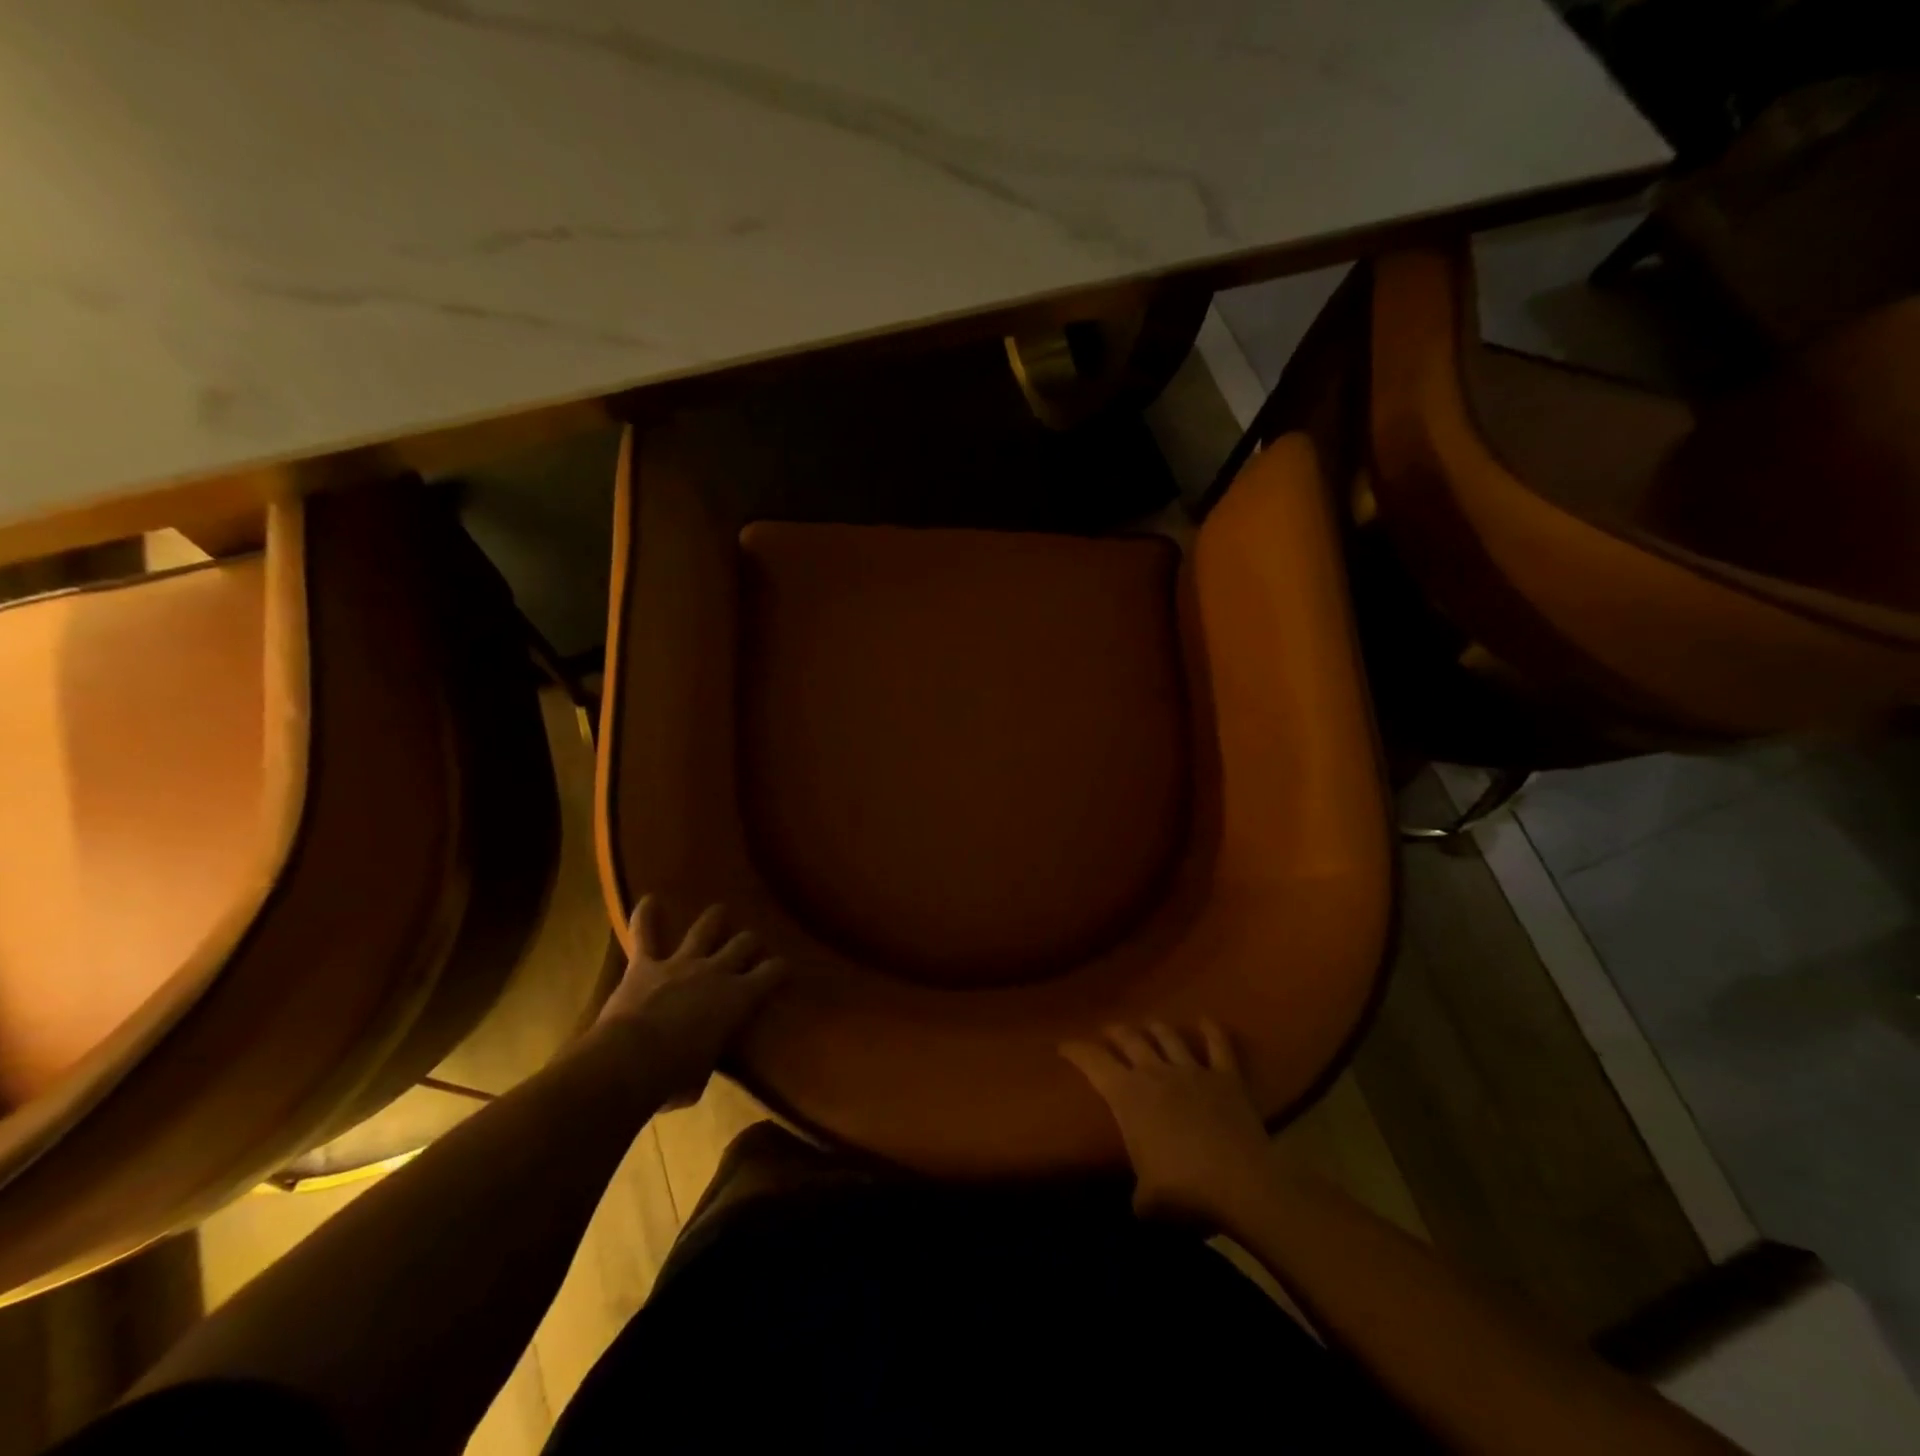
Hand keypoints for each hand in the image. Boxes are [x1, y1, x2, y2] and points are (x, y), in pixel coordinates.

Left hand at [593, 898, 786, 1107]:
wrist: (630, 1061)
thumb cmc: (673, 1078)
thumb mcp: (702, 1074)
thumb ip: (706, 1055)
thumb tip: (699, 1059)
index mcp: (738, 998)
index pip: (773, 973)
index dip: (781, 968)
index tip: (784, 968)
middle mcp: (716, 971)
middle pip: (744, 943)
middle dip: (750, 942)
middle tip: (750, 946)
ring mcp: (681, 963)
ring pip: (706, 928)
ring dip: (714, 919)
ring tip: (719, 913)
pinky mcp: (646, 965)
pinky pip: (645, 933)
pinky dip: (646, 916)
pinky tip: (649, 900)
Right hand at [1062, 1019, 1275, 1225]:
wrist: (1241, 1186)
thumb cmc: (1184, 1191)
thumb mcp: (1147, 1200)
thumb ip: (1139, 1192)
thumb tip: (1141, 1201)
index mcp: (1128, 1095)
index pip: (1092, 1062)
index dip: (1076, 1051)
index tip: (1064, 1046)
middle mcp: (1155, 1072)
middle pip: (1129, 1039)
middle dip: (1115, 1032)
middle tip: (1108, 1032)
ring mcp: (1193, 1070)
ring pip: (1168, 1036)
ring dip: (1155, 1028)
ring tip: (1148, 1026)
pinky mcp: (1226, 1078)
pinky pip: (1218, 1046)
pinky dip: (1212, 1031)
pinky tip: (1206, 1021)